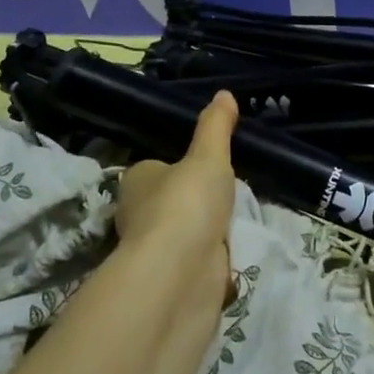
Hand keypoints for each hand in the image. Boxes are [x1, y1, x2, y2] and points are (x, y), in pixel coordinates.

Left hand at [114, 91, 238, 308]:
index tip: (208, 164)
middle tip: (228, 192)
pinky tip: (230, 253)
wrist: (180, 274)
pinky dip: (211, 259)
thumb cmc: (186, 204)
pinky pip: (196, 260)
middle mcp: (138, 214)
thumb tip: (224, 93)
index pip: (157, 167)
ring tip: (236, 220)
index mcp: (137, 181)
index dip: (181, 165)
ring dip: (205, 231)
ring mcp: (156, 250)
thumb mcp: (208, 157)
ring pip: (184, 233)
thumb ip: (216, 127)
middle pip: (170, 200)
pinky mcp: (173, 279)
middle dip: (194, 200)